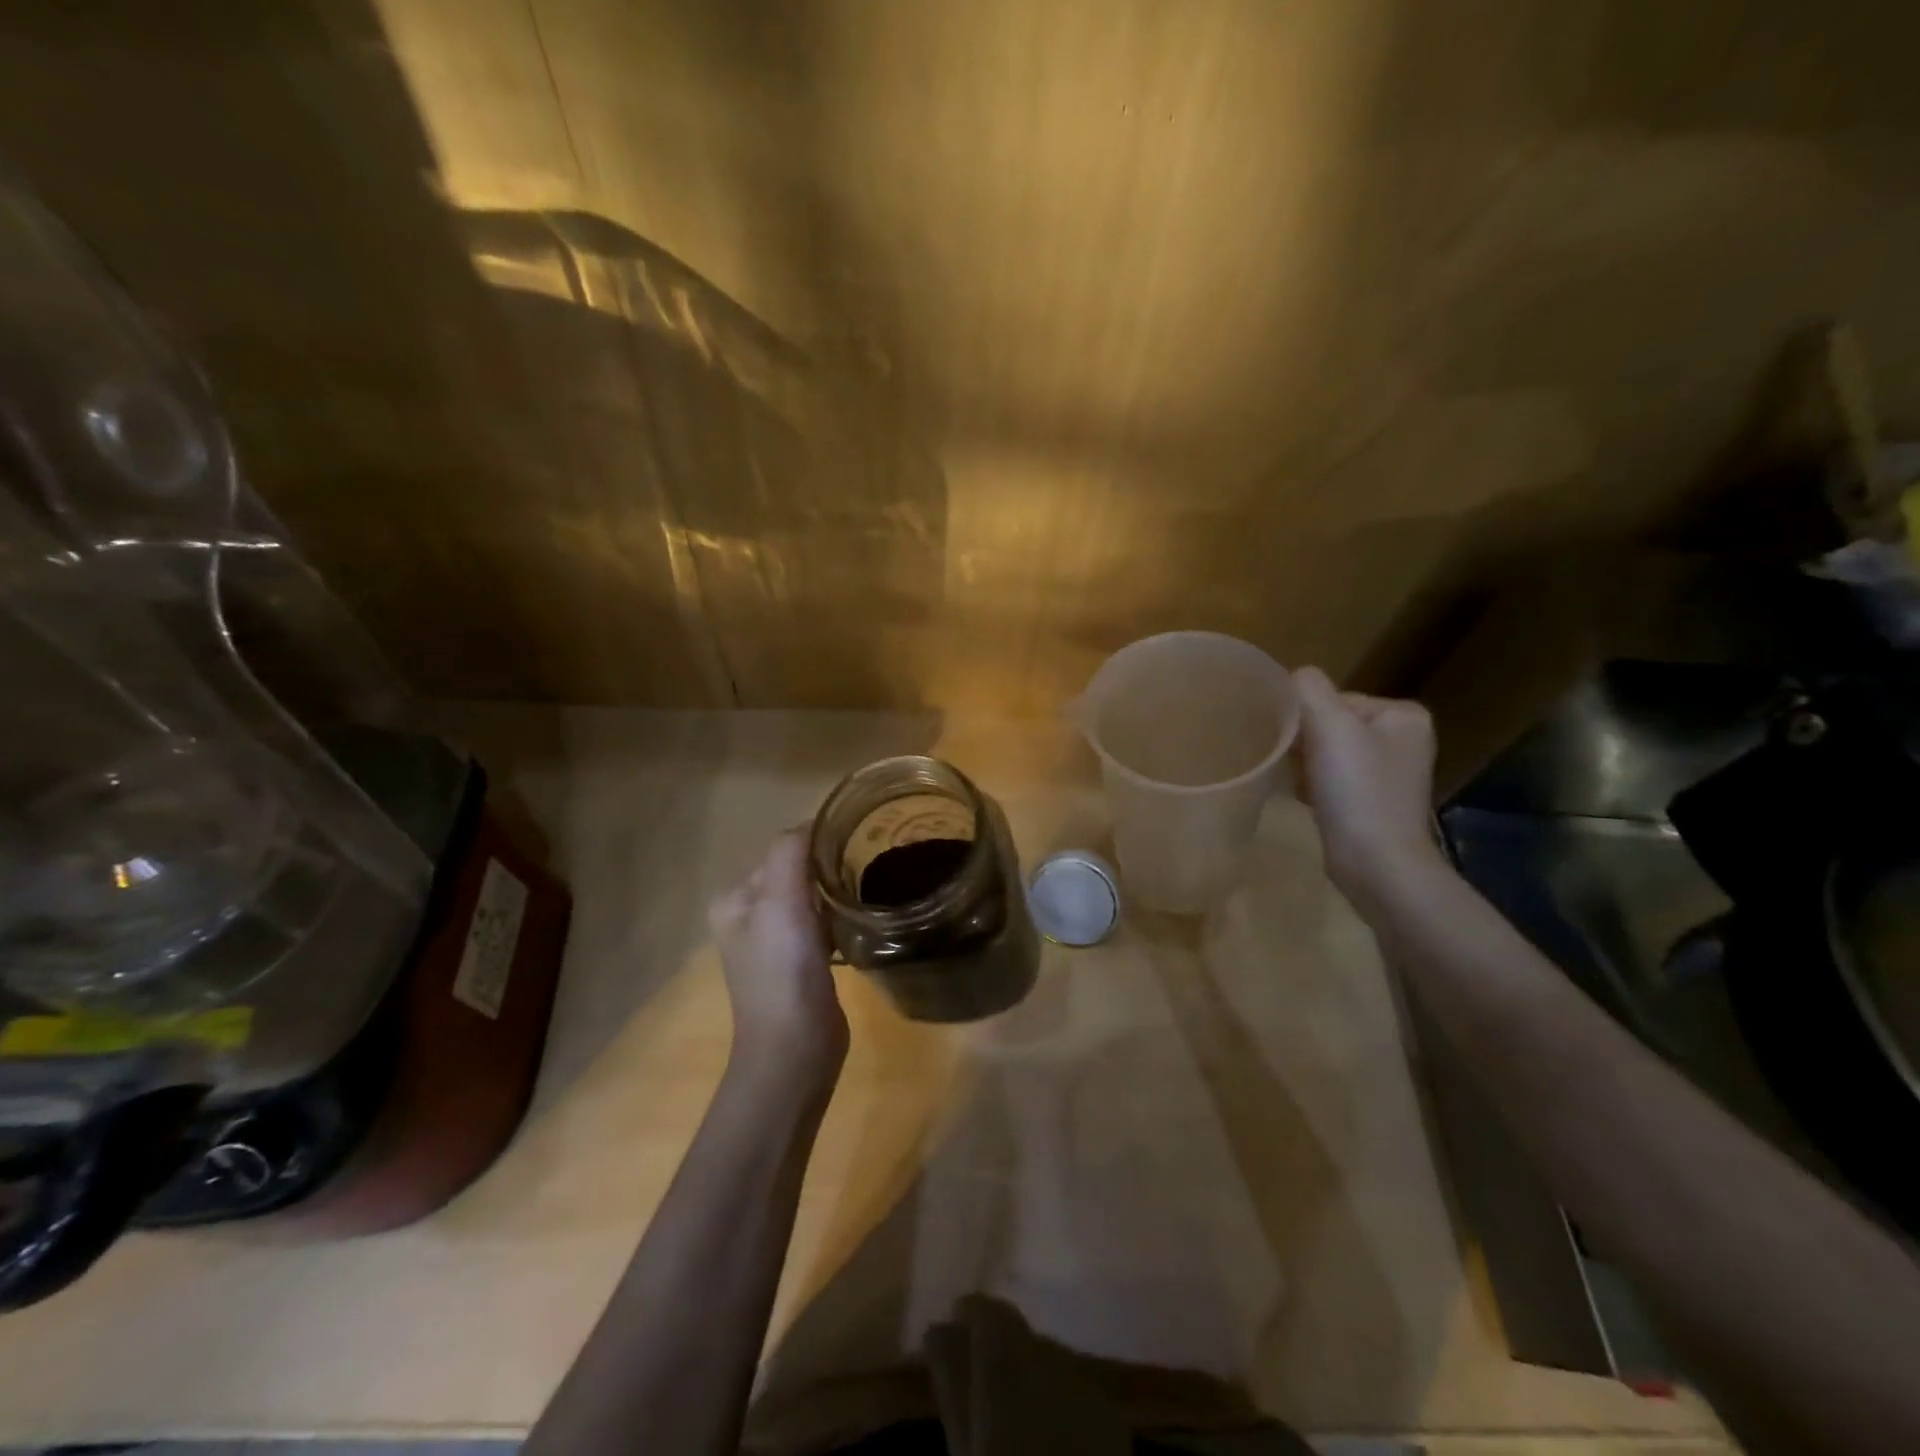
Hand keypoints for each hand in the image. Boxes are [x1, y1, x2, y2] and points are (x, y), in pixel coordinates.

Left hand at [708, 830, 847, 1079]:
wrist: (795, 1050)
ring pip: (814, 898)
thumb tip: (815, 822)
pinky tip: (864, 917)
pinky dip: (842, 917)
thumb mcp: (780, 902)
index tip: (860, 839)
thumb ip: (791, 853)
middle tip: (873, 860)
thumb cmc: (783, 971)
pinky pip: (825, 924)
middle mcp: (750, 916)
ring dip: (839, 890)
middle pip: (799, 872)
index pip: (783, 850)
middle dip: (831, 865)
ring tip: (872, 884)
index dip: (819, 842)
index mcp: (735, 898)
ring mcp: (777, 942)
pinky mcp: (802, 963)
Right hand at [1295, 666, 1443, 898]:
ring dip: (1305, 766)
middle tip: (1294, 766)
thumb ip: (1307, 690)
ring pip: (1326, 753)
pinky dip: (1313, 786)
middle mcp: (1403, 739)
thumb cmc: (1358, 791)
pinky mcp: (1372, 802)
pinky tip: (1308, 801)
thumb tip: (1290, 679)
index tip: (1298, 746)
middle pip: (1329, 725)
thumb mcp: (1330, 727)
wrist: (1377, 865)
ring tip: (1300, 786)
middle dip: (1305, 744)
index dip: (1307, 719)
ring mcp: (1389, 773)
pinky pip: (1331, 779)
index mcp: (1403, 715)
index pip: (1335, 699)